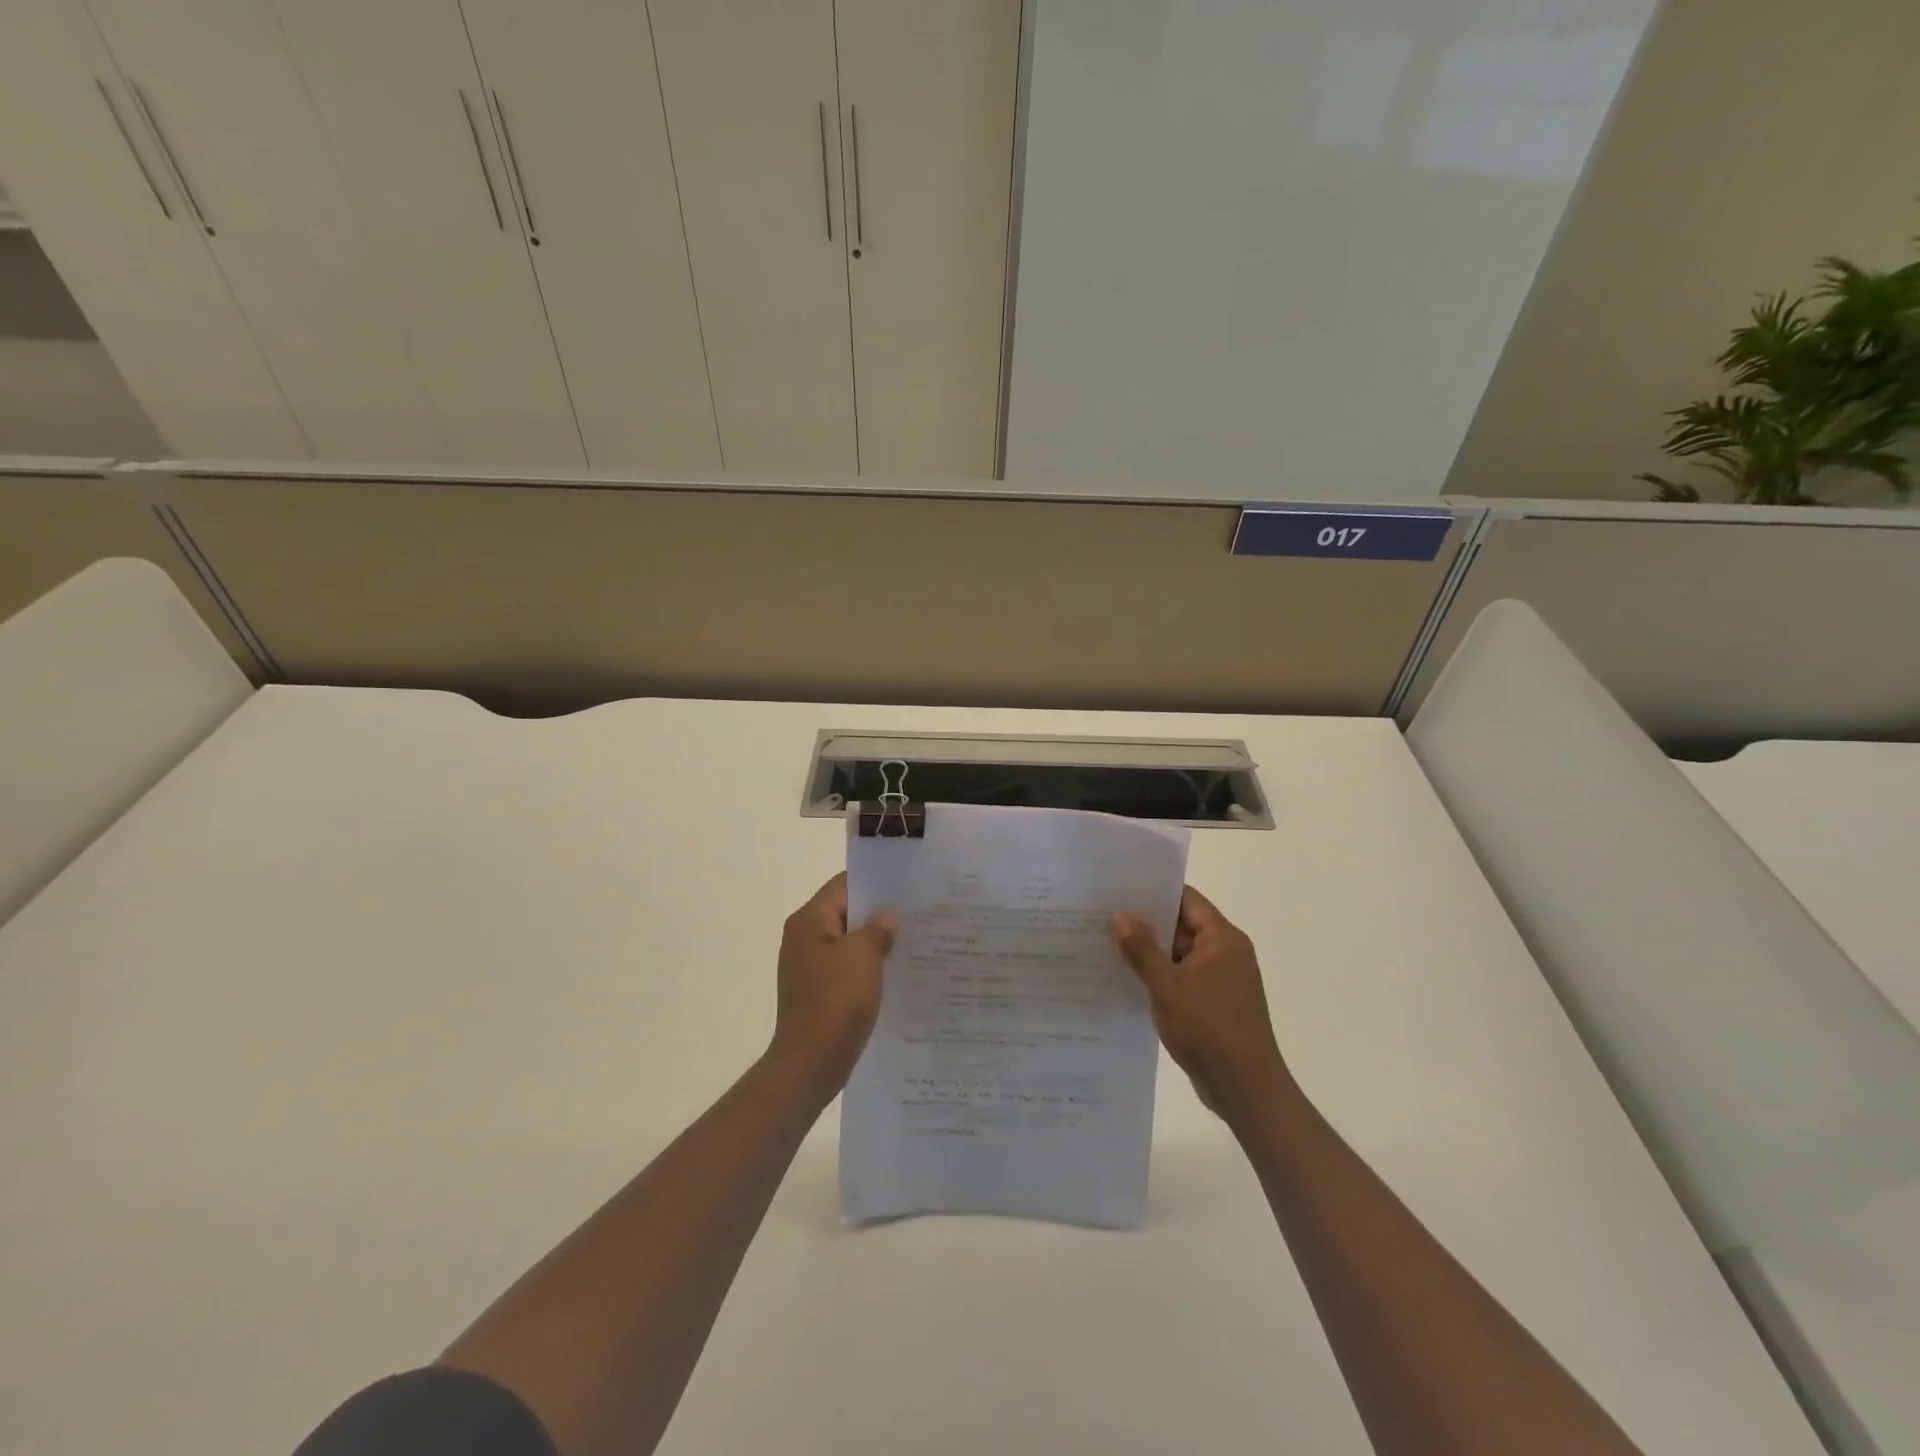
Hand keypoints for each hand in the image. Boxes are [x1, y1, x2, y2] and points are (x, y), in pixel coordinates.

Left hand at [769, 873, 897, 1099]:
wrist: (810, 1064)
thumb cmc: (835, 1002)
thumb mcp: (863, 956)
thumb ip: (878, 928)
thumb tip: (887, 918)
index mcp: (808, 921)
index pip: (843, 885)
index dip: (875, 883)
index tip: (907, 885)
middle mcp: (804, 938)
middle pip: (846, 912)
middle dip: (879, 913)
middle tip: (917, 912)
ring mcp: (810, 966)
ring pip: (849, 941)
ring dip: (876, 941)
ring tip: (913, 940)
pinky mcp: (819, 991)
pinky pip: (847, 966)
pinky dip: (868, 965)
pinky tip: (896, 971)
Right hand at [1113, 886, 1290, 1122]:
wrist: (1246, 1089)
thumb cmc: (1209, 1028)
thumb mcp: (1167, 986)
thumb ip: (1142, 949)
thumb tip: (1120, 915)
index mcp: (1223, 939)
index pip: (1186, 899)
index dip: (1154, 892)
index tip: (1119, 889)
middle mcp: (1226, 953)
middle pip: (1182, 925)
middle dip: (1146, 923)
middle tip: (1103, 917)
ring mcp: (1222, 980)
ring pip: (1180, 955)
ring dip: (1150, 953)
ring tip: (1107, 946)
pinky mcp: (1215, 1004)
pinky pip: (1183, 979)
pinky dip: (1160, 977)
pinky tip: (1128, 981)